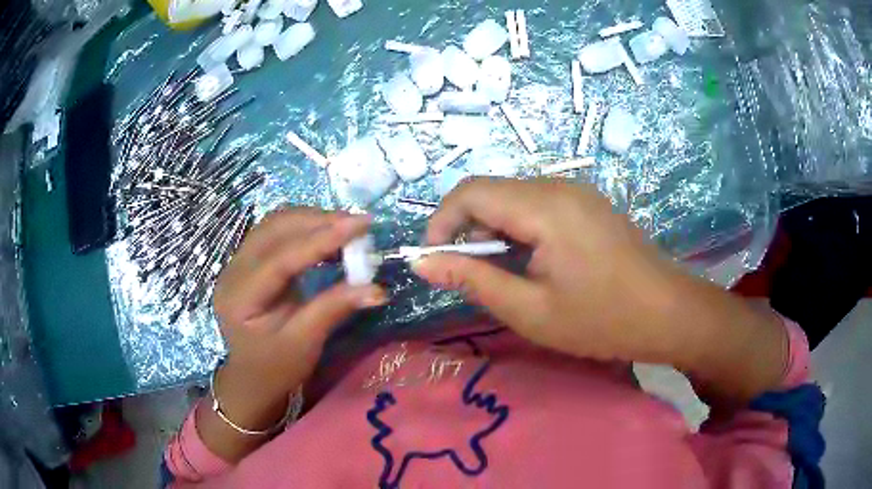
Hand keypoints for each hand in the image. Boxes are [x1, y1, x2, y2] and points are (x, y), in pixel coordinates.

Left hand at [207, 208, 385, 452]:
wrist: (252, 376)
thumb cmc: (276, 367)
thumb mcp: (305, 343)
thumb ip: (334, 309)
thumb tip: (378, 289)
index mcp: (240, 297)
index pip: (281, 258)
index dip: (322, 239)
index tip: (360, 225)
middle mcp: (233, 270)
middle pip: (274, 229)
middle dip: (318, 221)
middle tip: (358, 225)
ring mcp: (238, 262)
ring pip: (275, 224)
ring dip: (312, 220)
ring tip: (346, 227)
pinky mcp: (249, 260)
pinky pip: (276, 231)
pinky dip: (304, 228)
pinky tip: (326, 236)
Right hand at [413, 178, 678, 362]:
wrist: (669, 313)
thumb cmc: (602, 319)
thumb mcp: (530, 310)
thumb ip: (473, 280)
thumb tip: (423, 263)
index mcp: (544, 206)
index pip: (469, 192)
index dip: (440, 223)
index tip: (434, 261)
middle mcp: (559, 185)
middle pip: (491, 191)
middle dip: (466, 228)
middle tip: (468, 274)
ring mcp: (577, 191)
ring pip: (513, 197)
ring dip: (493, 229)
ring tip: (501, 273)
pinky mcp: (587, 204)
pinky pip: (537, 204)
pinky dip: (518, 228)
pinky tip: (532, 262)